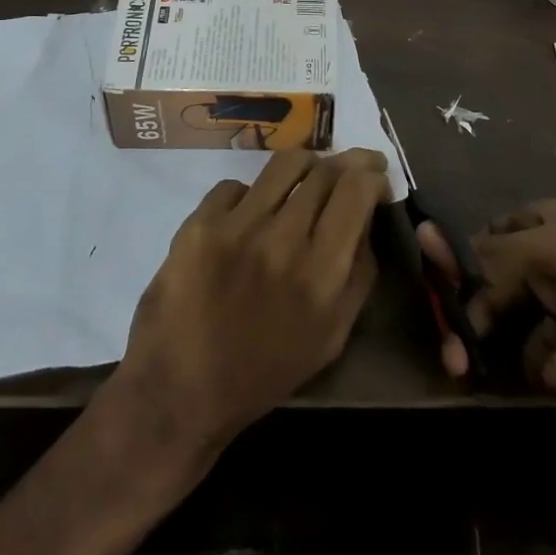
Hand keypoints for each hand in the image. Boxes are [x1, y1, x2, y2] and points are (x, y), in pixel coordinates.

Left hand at [116, 147, 390, 450]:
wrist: (180, 391)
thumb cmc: (265, 370)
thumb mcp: (332, 335)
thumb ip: (358, 273)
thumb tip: (365, 217)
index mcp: (322, 274)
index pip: (356, 190)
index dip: (372, 175)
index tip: (375, 179)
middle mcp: (283, 241)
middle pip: (324, 170)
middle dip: (345, 163)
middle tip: (347, 169)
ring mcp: (238, 228)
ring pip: (285, 164)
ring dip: (305, 166)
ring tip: (304, 178)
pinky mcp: (199, 224)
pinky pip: (237, 185)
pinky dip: (251, 195)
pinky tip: (249, 216)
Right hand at [420, 199, 555, 408]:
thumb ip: (497, 255)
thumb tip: (439, 248)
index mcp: (542, 225)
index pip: (484, 245)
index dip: (460, 273)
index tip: (441, 306)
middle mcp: (553, 263)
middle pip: (497, 295)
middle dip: (481, 327)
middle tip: (458, 364)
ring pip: (524, 335)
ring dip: (535, 353)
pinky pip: (555, 361)